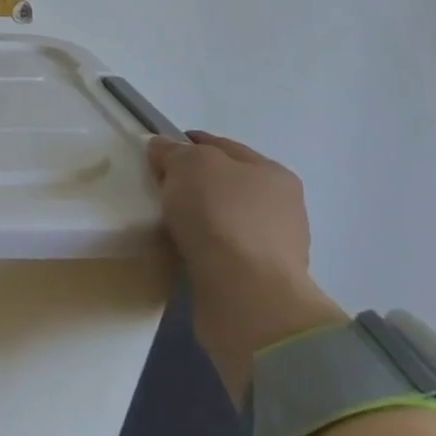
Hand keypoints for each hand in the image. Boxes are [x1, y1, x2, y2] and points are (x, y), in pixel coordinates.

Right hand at [147, 131, 345, 401]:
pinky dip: (201, 244)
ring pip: (224, 217)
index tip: (155, 153)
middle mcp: (280, 205)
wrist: (244, 291)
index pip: (220, 147)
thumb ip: (173, 151)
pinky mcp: (258, 277)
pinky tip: (181, 246)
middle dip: (192, 182)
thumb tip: (162, 147)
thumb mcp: (189, 164)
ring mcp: (274, 244)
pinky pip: (221, 248)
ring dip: (198, 216)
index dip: (186, 144)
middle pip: (225, 182)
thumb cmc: (219, 214)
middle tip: (155, 186)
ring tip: (165, 219)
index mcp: (271, 172)